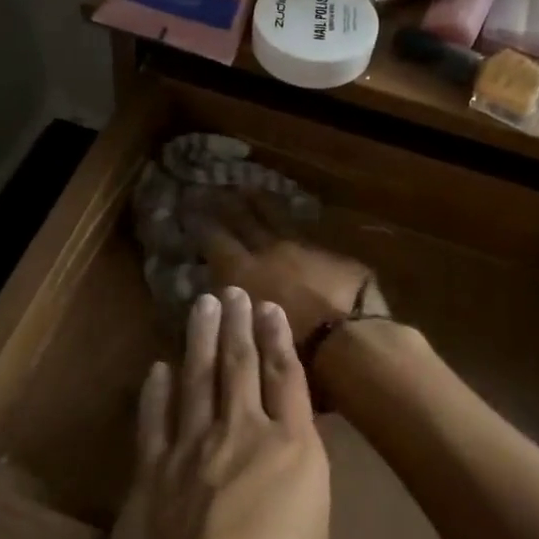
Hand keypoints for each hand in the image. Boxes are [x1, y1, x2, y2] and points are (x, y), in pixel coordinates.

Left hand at [109, 289, 329, 538]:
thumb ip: (300, 511)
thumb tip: (290, 502)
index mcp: (292, 451)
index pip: (287, 378)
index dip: (279, 338)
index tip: (270, 308)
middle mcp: (243, 432)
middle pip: (240, 364)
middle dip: (237, 323)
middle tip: (232, 290)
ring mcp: (193, 445)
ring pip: (198, 377)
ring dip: (200, 338)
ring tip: (202, 305)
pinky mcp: (152, 467)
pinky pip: (155, 417)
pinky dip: (156, 390)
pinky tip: (157, 368)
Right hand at [199, 197, 382, 344]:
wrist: (351, 339)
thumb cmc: (291, 350)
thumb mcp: (249, 337)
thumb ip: (232, 314)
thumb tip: (218, 299)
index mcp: (243, 271)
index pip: (214, 238)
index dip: (200, 223)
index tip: (188, 208)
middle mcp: (269, 251)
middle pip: (243, 219)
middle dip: (226, 203)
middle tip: (212, 188)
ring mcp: (303, 248)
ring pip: (276, 216)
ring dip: (260, 203)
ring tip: (247, 189)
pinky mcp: (332, 255)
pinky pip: (306, 231)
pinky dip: (293, 223)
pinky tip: (291, 219)